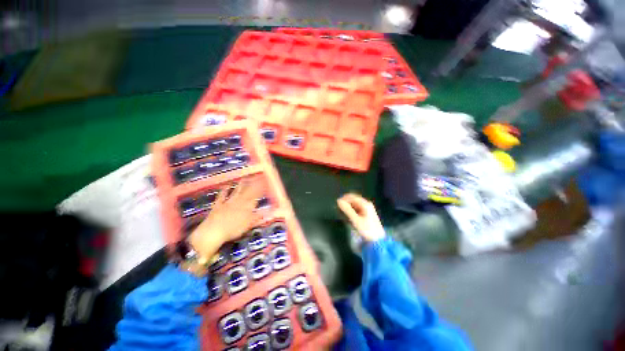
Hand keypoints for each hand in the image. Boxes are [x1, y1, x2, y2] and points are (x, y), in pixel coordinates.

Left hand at [190, 178, 264, 257]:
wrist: (213, 231)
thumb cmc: (233, 229)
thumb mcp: (248, 225)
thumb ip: (256, 217)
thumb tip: (264, 213)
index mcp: (246, 207)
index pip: (255, 197)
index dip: (260, 190)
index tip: (263, 184)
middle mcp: (238, 203)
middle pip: (247, 192)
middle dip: (252, 185)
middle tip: (255, 178)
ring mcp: (228, 203)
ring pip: (236, 192)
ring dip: (240, 185)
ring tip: (244, 179)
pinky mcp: (218, 205)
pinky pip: (222, 196)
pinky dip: (224, 190)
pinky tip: (226, 186)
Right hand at [337, 193, 384, 242]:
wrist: (377, 241)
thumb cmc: (367, 230)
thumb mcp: (356, 220)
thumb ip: (347, 210)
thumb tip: (339, 201)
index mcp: (365, 204)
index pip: (352, 197)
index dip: (344, 199)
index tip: (337, 204)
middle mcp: (366, 204)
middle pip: (353, 200)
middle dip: (346, 204)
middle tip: (338, 210)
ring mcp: (367, 209)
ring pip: (354, 205)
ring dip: (348, 208)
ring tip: (342, 214)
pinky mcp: (366, 214)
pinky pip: (356, 210)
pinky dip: (351, 212)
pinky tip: (348, 217)